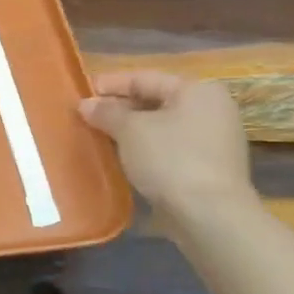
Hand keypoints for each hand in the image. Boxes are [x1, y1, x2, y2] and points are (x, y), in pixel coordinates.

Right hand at [79, 71, 254, 222]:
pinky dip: (144, 148)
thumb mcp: (130, 130)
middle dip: (119, 108)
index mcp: (197, 90)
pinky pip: (169, 148)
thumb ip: (106, 112)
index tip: (81, 93)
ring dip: (130, 130)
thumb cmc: (170, 159)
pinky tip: (122, 157)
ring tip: (98, 136)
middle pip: (155, 101)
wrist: (210, 214)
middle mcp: (211, 109)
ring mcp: (213, 140)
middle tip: (86, 116)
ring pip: (161, 126)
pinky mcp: (208, 167)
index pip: (145, 78)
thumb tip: (86, 105)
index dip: (110, 84)